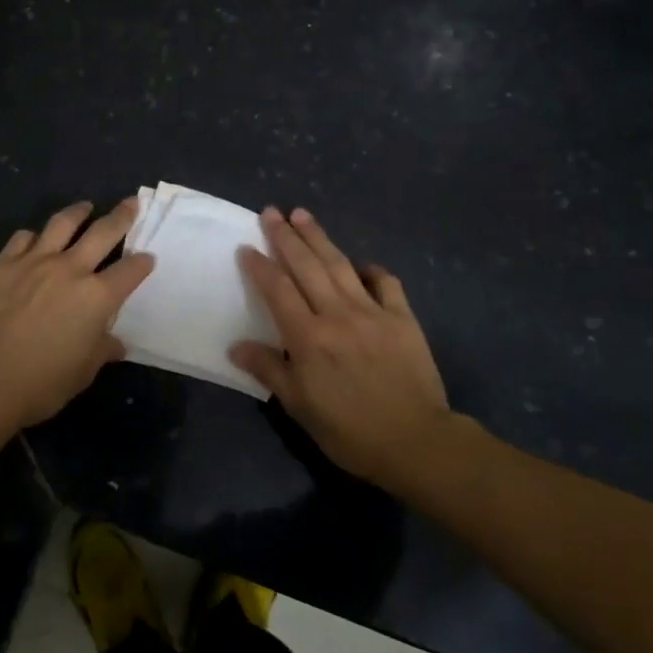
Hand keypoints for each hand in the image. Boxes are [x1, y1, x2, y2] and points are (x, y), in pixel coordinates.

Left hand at [0, 199, 154, 430]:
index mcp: (97, 297)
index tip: (148, 258)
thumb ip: (101, 350)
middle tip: (131, 203)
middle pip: (103, 232)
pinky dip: (34, 236)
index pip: (130, 271)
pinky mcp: (3, 264)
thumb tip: (114, 343)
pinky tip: (35, 239)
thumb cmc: (40, 383)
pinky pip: (23, 238)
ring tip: (85, 206)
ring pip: (62, 223)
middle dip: (122, 216)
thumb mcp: (82, 372)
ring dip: (78, 211)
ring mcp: (34, 262)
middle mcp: (70, 269)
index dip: (142, 263)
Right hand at [231, 208, 459, 493]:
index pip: (277, 290)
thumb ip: (269, 370)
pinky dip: (371, 269)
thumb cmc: (349, 430)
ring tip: (303, 214)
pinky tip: (360, 264)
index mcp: (308, 337)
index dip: (260, 266)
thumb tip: (236, 346)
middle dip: (286, 237)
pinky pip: (385, 283)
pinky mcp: (402, 318)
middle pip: (306, 266)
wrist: (416, 441)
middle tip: (272, 211)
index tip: (247, 247)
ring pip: (340, 265)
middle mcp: (337, 314)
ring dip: (319, 238)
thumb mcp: (299, 406)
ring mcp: (372, 312)